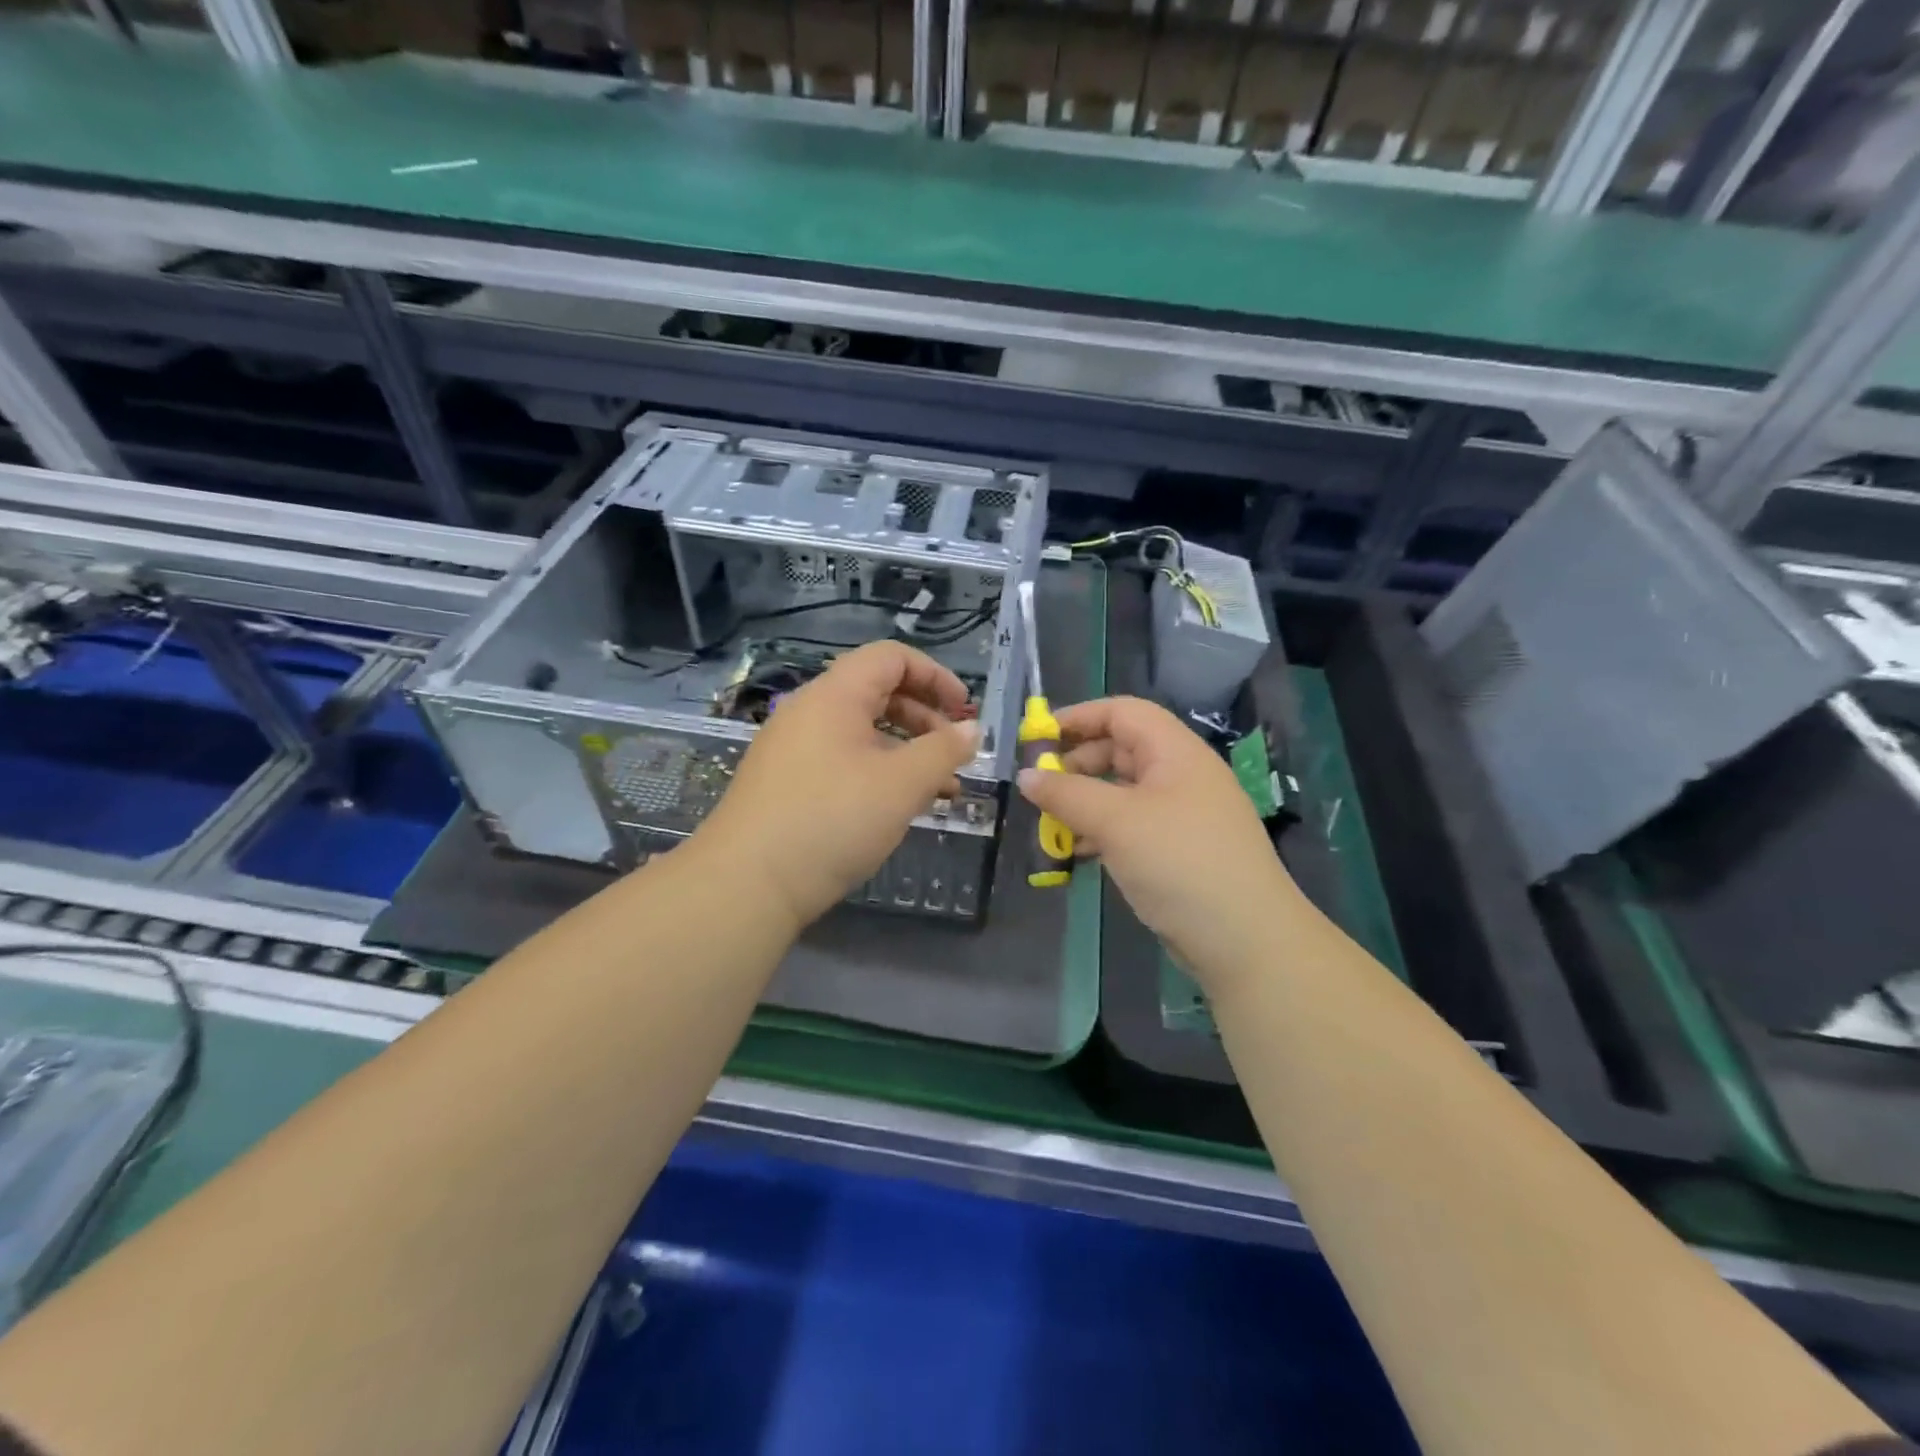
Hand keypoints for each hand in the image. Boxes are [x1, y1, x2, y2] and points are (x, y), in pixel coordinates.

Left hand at [695, 641, 977, 926]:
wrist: (747, 884)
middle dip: (925, 717)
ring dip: (906, 751)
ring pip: (862, 732)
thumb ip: (943, 751)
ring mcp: (793, 749)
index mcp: (834, 696)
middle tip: (955, 753)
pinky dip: (878, 772)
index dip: (936, 675)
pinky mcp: (786, 783)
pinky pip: (842, 760)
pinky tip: (899, 807)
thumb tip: (972, 729)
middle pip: (877, 692)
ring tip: (941, 789)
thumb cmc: (833, 820)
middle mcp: (809, 712)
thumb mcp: (901, 784)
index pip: (891, 657)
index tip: (965, 711)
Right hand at [1017, 696, 1299, 989]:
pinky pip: (1133, 825)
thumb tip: (1026, 775)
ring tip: (1052, 822)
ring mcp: (1184, 814)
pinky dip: (1103, 830)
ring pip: (1124, 791)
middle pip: (1122, 749)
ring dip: (1086, 801)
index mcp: (1176, 752)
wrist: (1246, 940)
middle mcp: (1182, 775)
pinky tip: (1080, 852)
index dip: (1078, 716)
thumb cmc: (1179, 863)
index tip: (1037, 737)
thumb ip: (1066, 794)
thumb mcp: (1116, 822)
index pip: (1122, 712)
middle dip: (1078, 762)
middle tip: (1041, 786)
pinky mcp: (1180, 850)